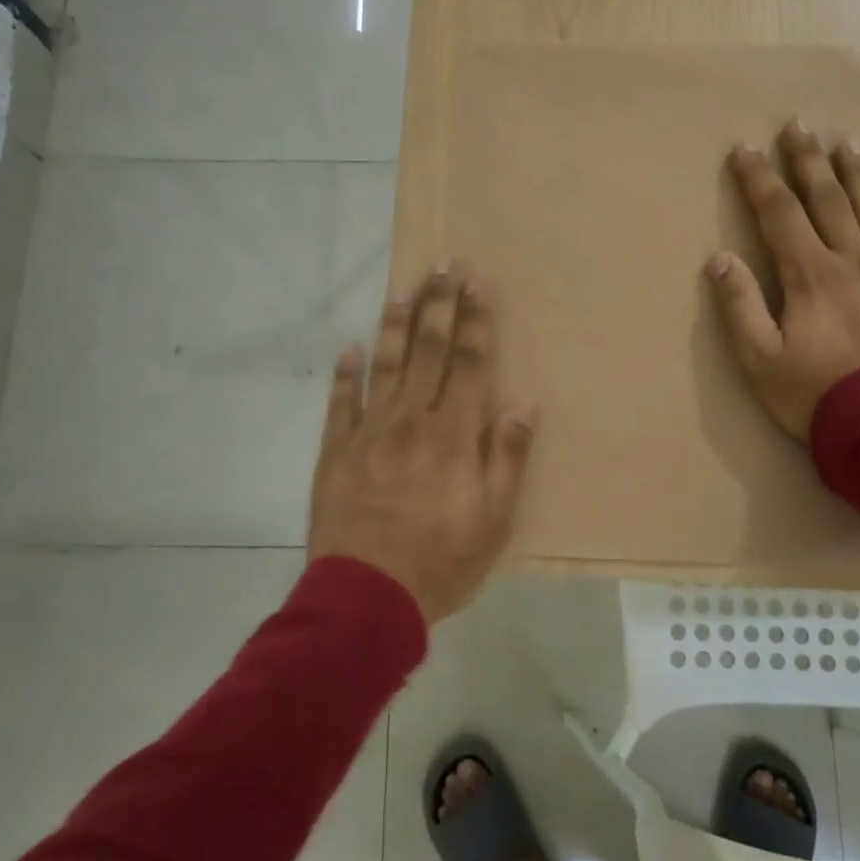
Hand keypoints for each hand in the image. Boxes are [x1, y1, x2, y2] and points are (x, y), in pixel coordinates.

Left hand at [308, 266, 536, 622]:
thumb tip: (523, 403)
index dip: (475, 322)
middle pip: (427, 350)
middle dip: (438, 305)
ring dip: (394, 324)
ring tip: (403, 288)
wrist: (365, 596)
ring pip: (384, 365)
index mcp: (452, 434)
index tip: (477, 284)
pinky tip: (349, 348)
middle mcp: (411, 420)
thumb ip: (507, 456)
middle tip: (444, 264)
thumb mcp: (493, 519)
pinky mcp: (336, 451)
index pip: (469, 364)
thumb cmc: (440, 561)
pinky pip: (340, 403)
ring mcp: (369, 432)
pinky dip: (345, 374)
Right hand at [707, 122, 859, 439]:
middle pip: (827, 201)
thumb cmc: (815, 395)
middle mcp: (852, 262)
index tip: (745, 149)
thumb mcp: (758, 359)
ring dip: (858, 176)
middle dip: (808, 162)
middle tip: (799, 127)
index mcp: (809, 275)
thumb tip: (718, 259)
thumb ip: (738, 306)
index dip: (759, 179)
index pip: (778, 214)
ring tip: (850, 144)